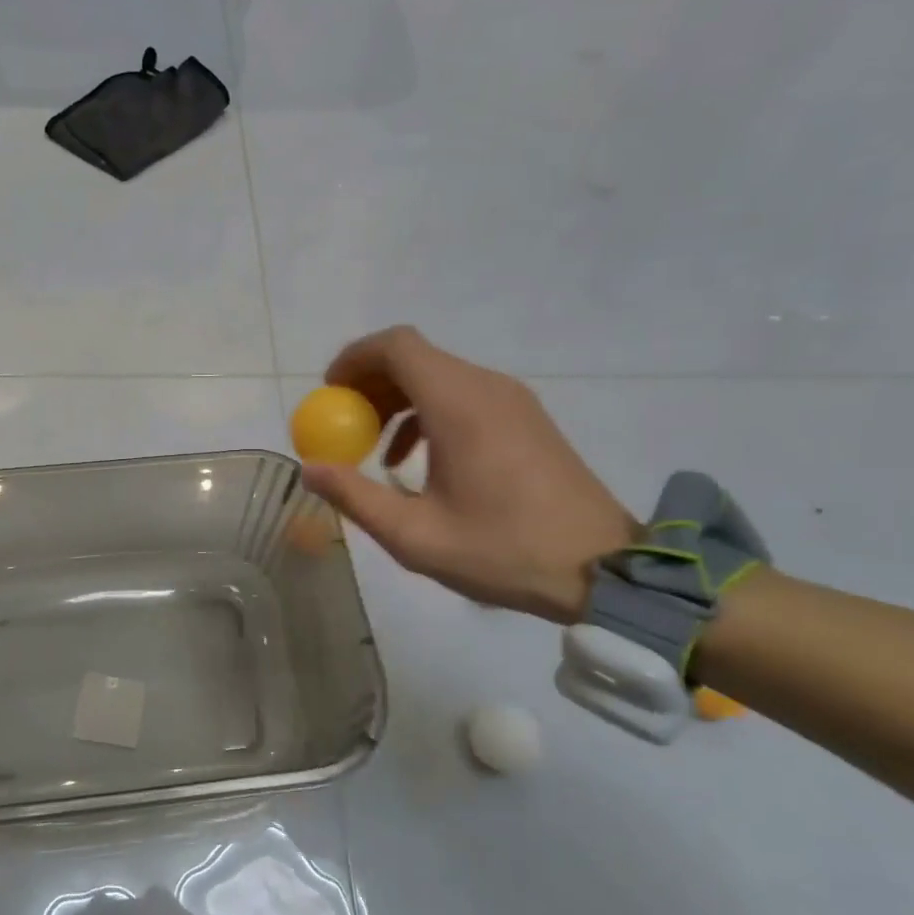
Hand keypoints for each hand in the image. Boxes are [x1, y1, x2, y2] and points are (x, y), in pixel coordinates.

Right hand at [299, 327, 636, 624]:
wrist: (604, 569)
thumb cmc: (504, 550)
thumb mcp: (415, 535)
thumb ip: (355, 497)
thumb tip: (309, 468)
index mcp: (458, 404)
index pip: (396, 345)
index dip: (354, 359)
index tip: (329, 393)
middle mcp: (485, 387)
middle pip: (414, 357)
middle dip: (369, 382)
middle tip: (343, 423)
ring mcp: (511, 400)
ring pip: (438, 375)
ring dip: (397, 399)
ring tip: (373, 446)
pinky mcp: (525, 418)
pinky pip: (463, 395)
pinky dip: (427, 411)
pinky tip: (416, 459)